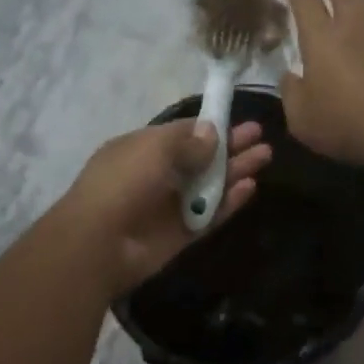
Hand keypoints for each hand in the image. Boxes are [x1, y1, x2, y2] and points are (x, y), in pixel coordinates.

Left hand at [62, 119, 271, 296]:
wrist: (98, 243)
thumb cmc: (123, 182)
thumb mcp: (155, 148)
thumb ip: (188, 141)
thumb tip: (212, 133)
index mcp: (142, 149)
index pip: (182, 133)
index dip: (210, 127)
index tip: (237, 120)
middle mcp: (156, 175)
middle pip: (201, 158)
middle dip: (230, 146)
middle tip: (260, 136)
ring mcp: (169, 206)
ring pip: (209, 185)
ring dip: (235, 170)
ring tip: (265, 155)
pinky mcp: (180, 234)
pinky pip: (210, 215)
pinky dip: (229, 202)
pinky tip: (251, 187)